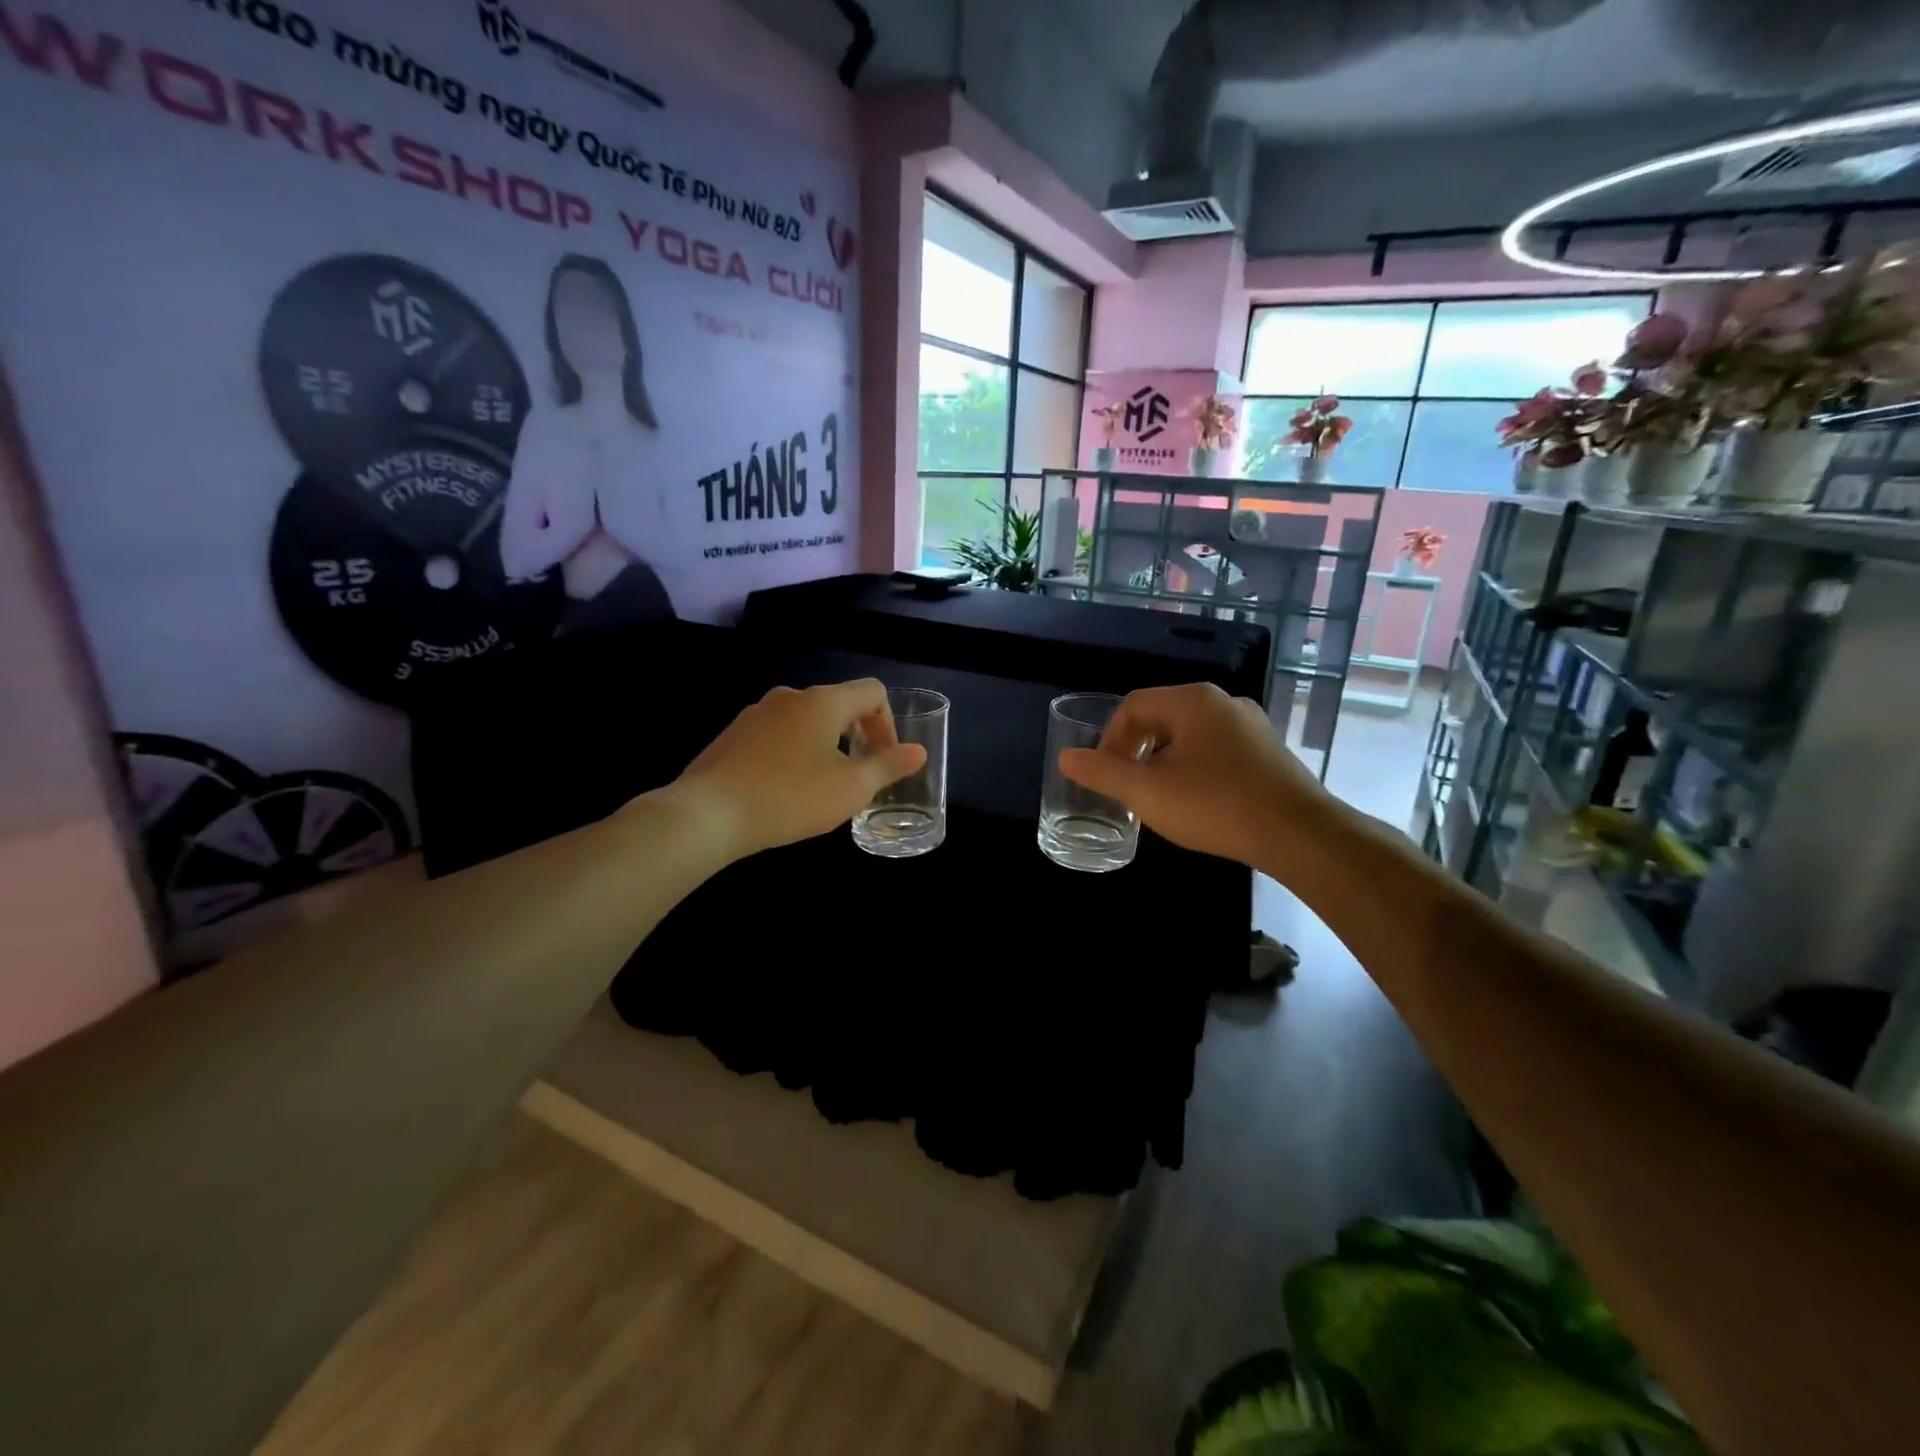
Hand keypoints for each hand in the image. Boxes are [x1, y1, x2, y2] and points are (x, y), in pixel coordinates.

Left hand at [669, 679, 926, 859]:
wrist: (707, 814)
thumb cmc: (789, 797)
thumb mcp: (850, 789)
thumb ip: (888, 766)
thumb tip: (918, 751)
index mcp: (823, 701)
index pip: (872, 691)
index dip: (889, 723)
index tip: (884, 760)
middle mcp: (790, 696)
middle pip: (839, 704)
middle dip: (858, 736)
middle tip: (860, 776)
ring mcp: (757, 713)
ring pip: (807, 721)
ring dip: (826, 745)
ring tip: (824, 786)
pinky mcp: (733, 734)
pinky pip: (778, 735)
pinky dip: (795, 752)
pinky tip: (786, 789)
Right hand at [1058, 682, 1334, 872]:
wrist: (1298, 834)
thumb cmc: (1214, 805)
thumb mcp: (1147, 792)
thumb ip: (1103, 773)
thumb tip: (1067, 758)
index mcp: (1192, 701)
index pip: (1133, 705)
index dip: (1109, 738)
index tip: (1105, 774)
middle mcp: (1224, 703)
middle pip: (1162, 718)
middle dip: (1137, 751)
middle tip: (1128, 787)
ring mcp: (1252, 726)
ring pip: (1191, 736)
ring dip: (1165, 762)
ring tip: (1160, 798)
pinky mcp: (1269, 752)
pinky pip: (1218, 751)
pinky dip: (1196, 770)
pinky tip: (1198, 803)